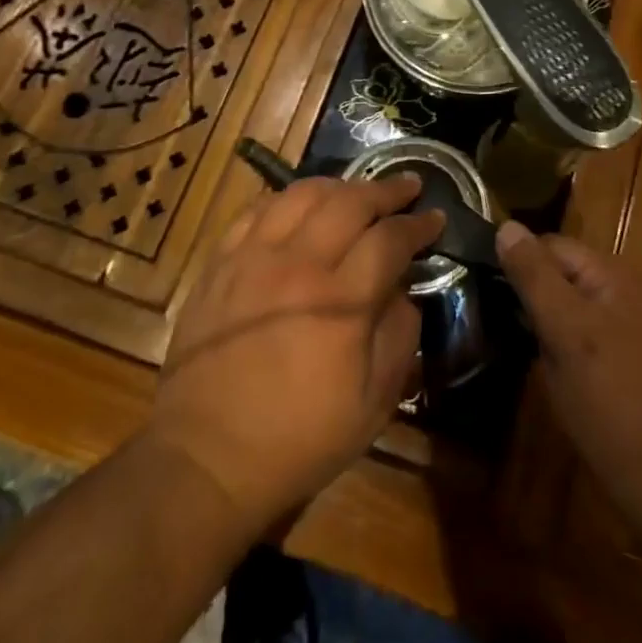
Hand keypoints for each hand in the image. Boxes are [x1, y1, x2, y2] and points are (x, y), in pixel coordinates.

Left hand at [152, 175, 443, 535]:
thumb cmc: (299, 438)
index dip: (418, 224)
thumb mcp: (374, 404)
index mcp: (341, 302)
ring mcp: (253, 258)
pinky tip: (300, 205)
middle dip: (386, 190)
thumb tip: (403, 291)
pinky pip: (257, 211)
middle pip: (349, 202)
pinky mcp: (220, 264)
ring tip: (357, 190)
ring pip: (302, 195)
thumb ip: (400, 336)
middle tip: (407, 186)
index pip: (389, 239)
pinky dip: (287, 199)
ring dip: (338, 185)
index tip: (435, 217)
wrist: (207, 457)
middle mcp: (298, 265)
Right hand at [496, 223, 641, 512]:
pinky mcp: (627, 350)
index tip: (487, 286)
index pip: (554, 245)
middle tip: (500, 314)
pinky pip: (584, 322)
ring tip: (519, 333)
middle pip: (564, 269)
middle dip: (533, 286)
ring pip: (571, 298)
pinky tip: (547, 354)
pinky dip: (562, 330)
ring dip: (545, 310)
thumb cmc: (604, 395)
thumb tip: (505, 226)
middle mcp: (627, 288)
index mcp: (615, 274)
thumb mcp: (562, 329)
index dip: (520, 261)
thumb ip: (534, 275)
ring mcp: (630, 321)